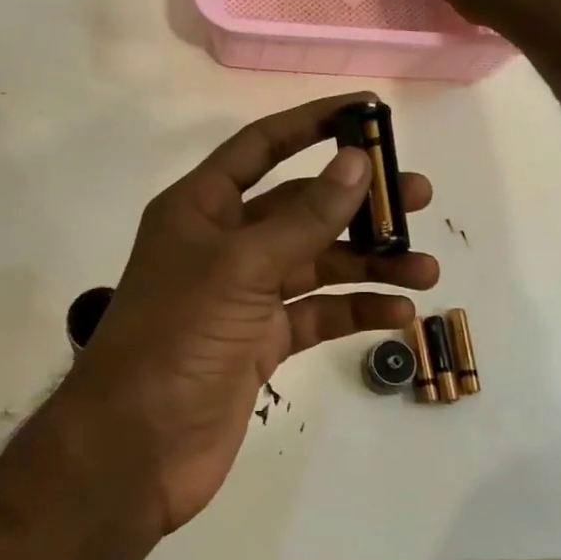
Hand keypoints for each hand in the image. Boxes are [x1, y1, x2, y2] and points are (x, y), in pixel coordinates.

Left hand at [61, 94, 437, 535]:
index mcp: (202, 208)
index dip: (312, 123)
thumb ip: (304, 218)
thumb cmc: (176, 338)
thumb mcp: (241, 268)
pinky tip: (398, 314)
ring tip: (425, 269)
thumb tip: (357, 162)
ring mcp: (243, 294)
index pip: (261, 146)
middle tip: (419, 197)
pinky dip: (355, 310)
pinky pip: (317, 313)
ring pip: (317, 263)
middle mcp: (224, 243)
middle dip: (358, 203)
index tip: (367, 110)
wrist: (135, 449)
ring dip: (369, 263)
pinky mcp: (261, 341)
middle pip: (301, 207)